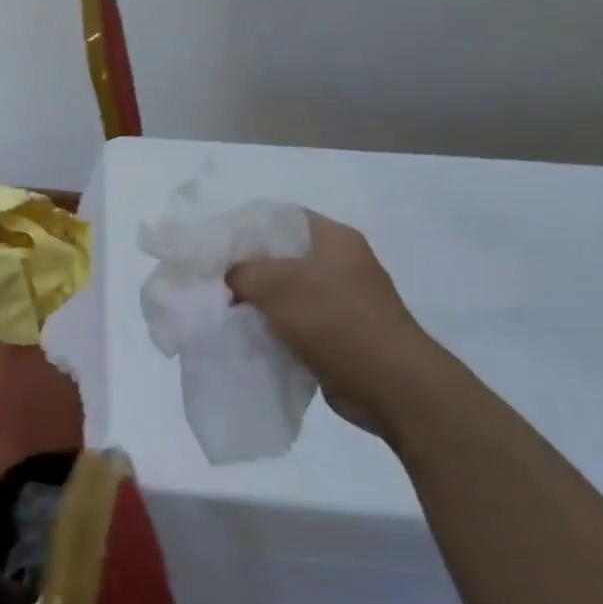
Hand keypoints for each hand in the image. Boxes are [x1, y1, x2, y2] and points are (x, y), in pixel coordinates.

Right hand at [227, 211, 438, 436]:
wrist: (390, 385)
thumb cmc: (335, 320)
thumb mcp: (275, 284)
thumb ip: (242, 272)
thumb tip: (230, 279)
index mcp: (334, 239)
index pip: (281, 218)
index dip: (245, 229)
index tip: (214, 247)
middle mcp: (341, 265)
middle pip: (281, 258)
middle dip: (246, 271)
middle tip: (212, 283)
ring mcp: (342, 302)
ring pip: (285, 294)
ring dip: (257, 305)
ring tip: (223, 313)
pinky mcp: (338, 335)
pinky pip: (295, 325)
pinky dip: (272, 330)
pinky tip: (247, 338)